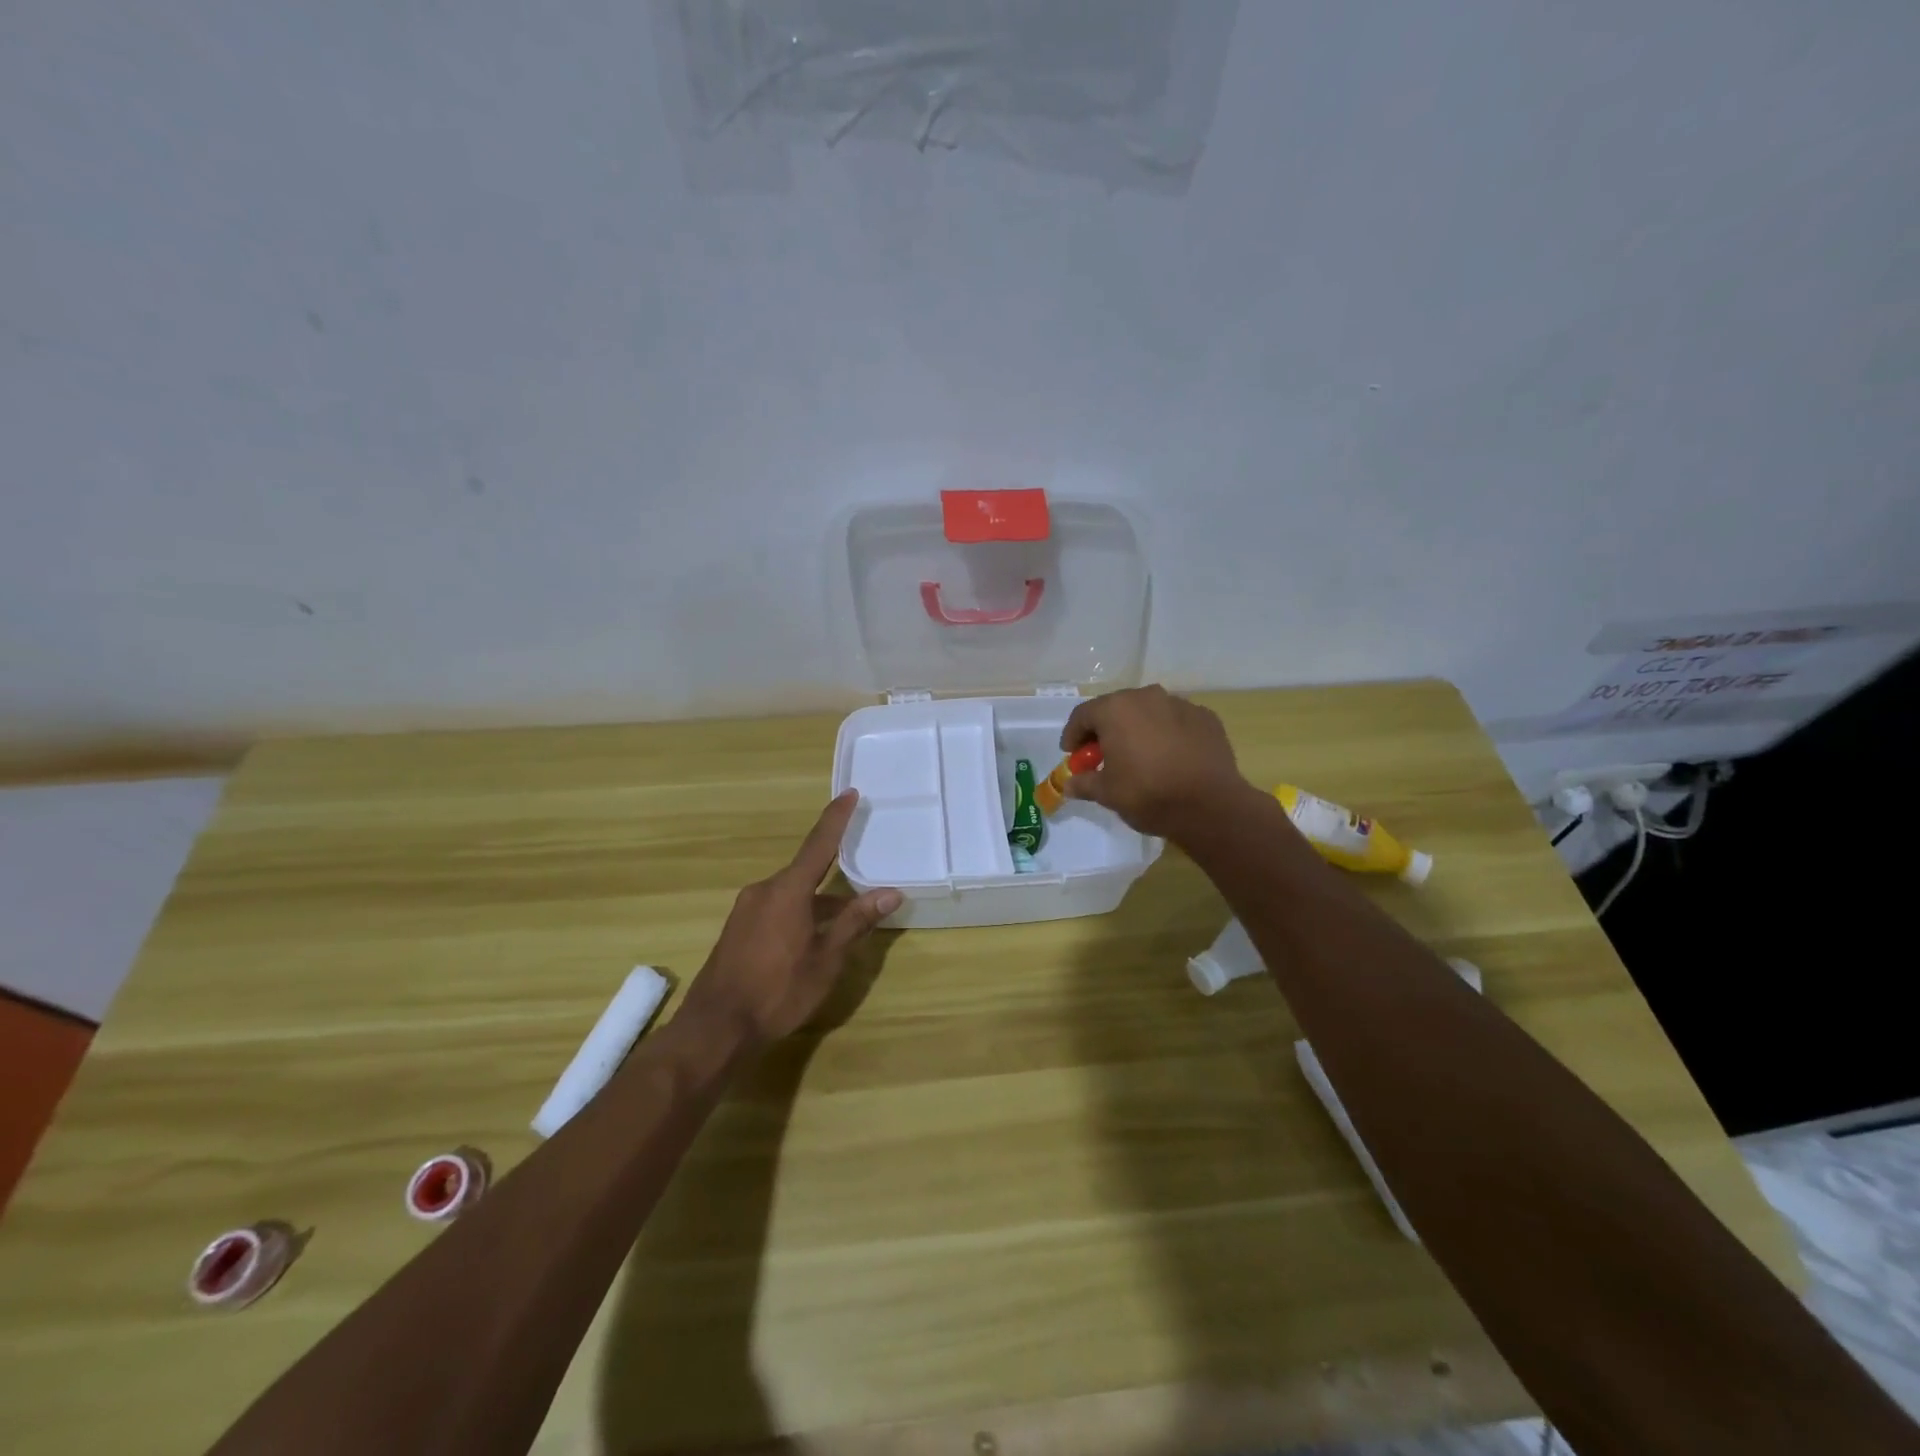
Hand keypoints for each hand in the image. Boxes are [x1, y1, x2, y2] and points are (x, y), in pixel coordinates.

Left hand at [682, 791, 901, 1048]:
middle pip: (806, 873)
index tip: (850, 793)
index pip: (819, 844)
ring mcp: (746, 910)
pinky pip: (776, 909)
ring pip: (792, 895)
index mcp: (787, 890)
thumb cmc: (778, 991)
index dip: (836, 818)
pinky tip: (810, 941)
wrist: (716, 1028)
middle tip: (861, 887)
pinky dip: (798, 914)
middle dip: (834, 879)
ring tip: (842, 925)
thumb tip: (890, 893)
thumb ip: (856, 921)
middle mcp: (764, 890)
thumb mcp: (826, 959)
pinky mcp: (737, 929)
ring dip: (817, 903)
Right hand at [1060, 685, 1254, 840]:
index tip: (1071, 754)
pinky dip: (1167, 734)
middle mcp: (1147, 697)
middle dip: (1105, 730)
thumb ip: (1084, 783)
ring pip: (1148, 712)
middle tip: (1102, 755)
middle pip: (1116, 708)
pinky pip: (1176, 721)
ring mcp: (1180, 704)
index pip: (1083, 715)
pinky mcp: (1206, 717)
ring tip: (1138, 755)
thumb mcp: (1107, 793)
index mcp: (1116, 709)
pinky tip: (1169, 757)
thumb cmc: (1148, 794)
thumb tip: (1069, 784)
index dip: (1073, 735)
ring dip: (1137, 729)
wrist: (1210, 806)